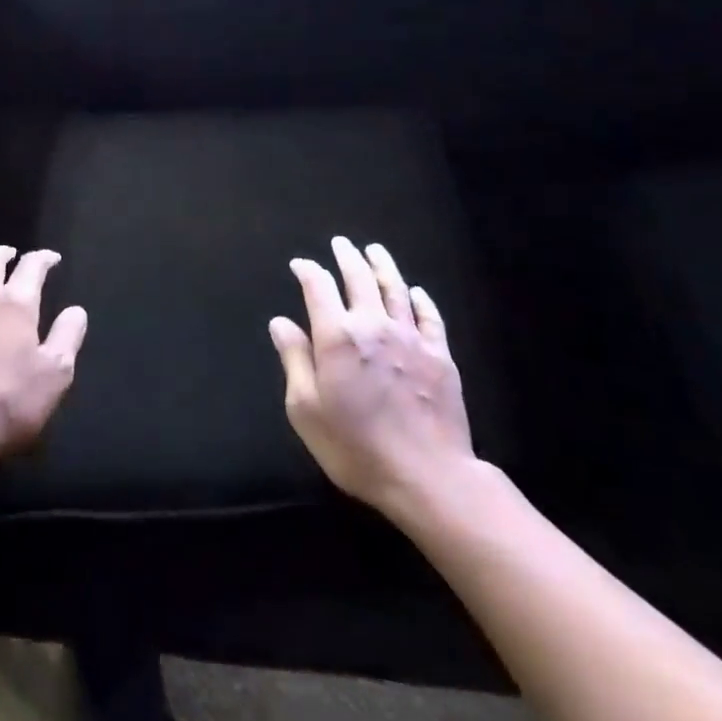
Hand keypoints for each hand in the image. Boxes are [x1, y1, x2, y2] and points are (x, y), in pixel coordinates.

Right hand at [268, 237, 482, 531]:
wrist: (428, 477)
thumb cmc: (355, 447)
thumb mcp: (306, 409)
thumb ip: (295, 360)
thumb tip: (281, 322)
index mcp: (337, 337)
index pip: (318, 288)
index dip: (308, 271)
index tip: (300, 264)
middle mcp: (373, 326)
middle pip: (359, 279)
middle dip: (347, 258)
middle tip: (341, 243)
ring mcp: (411, 339)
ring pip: (395, 290)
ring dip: (383, 266)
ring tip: (374, 250)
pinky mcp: (440, 356)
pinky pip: (430, 317)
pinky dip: (420, 299)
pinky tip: (415, 292)